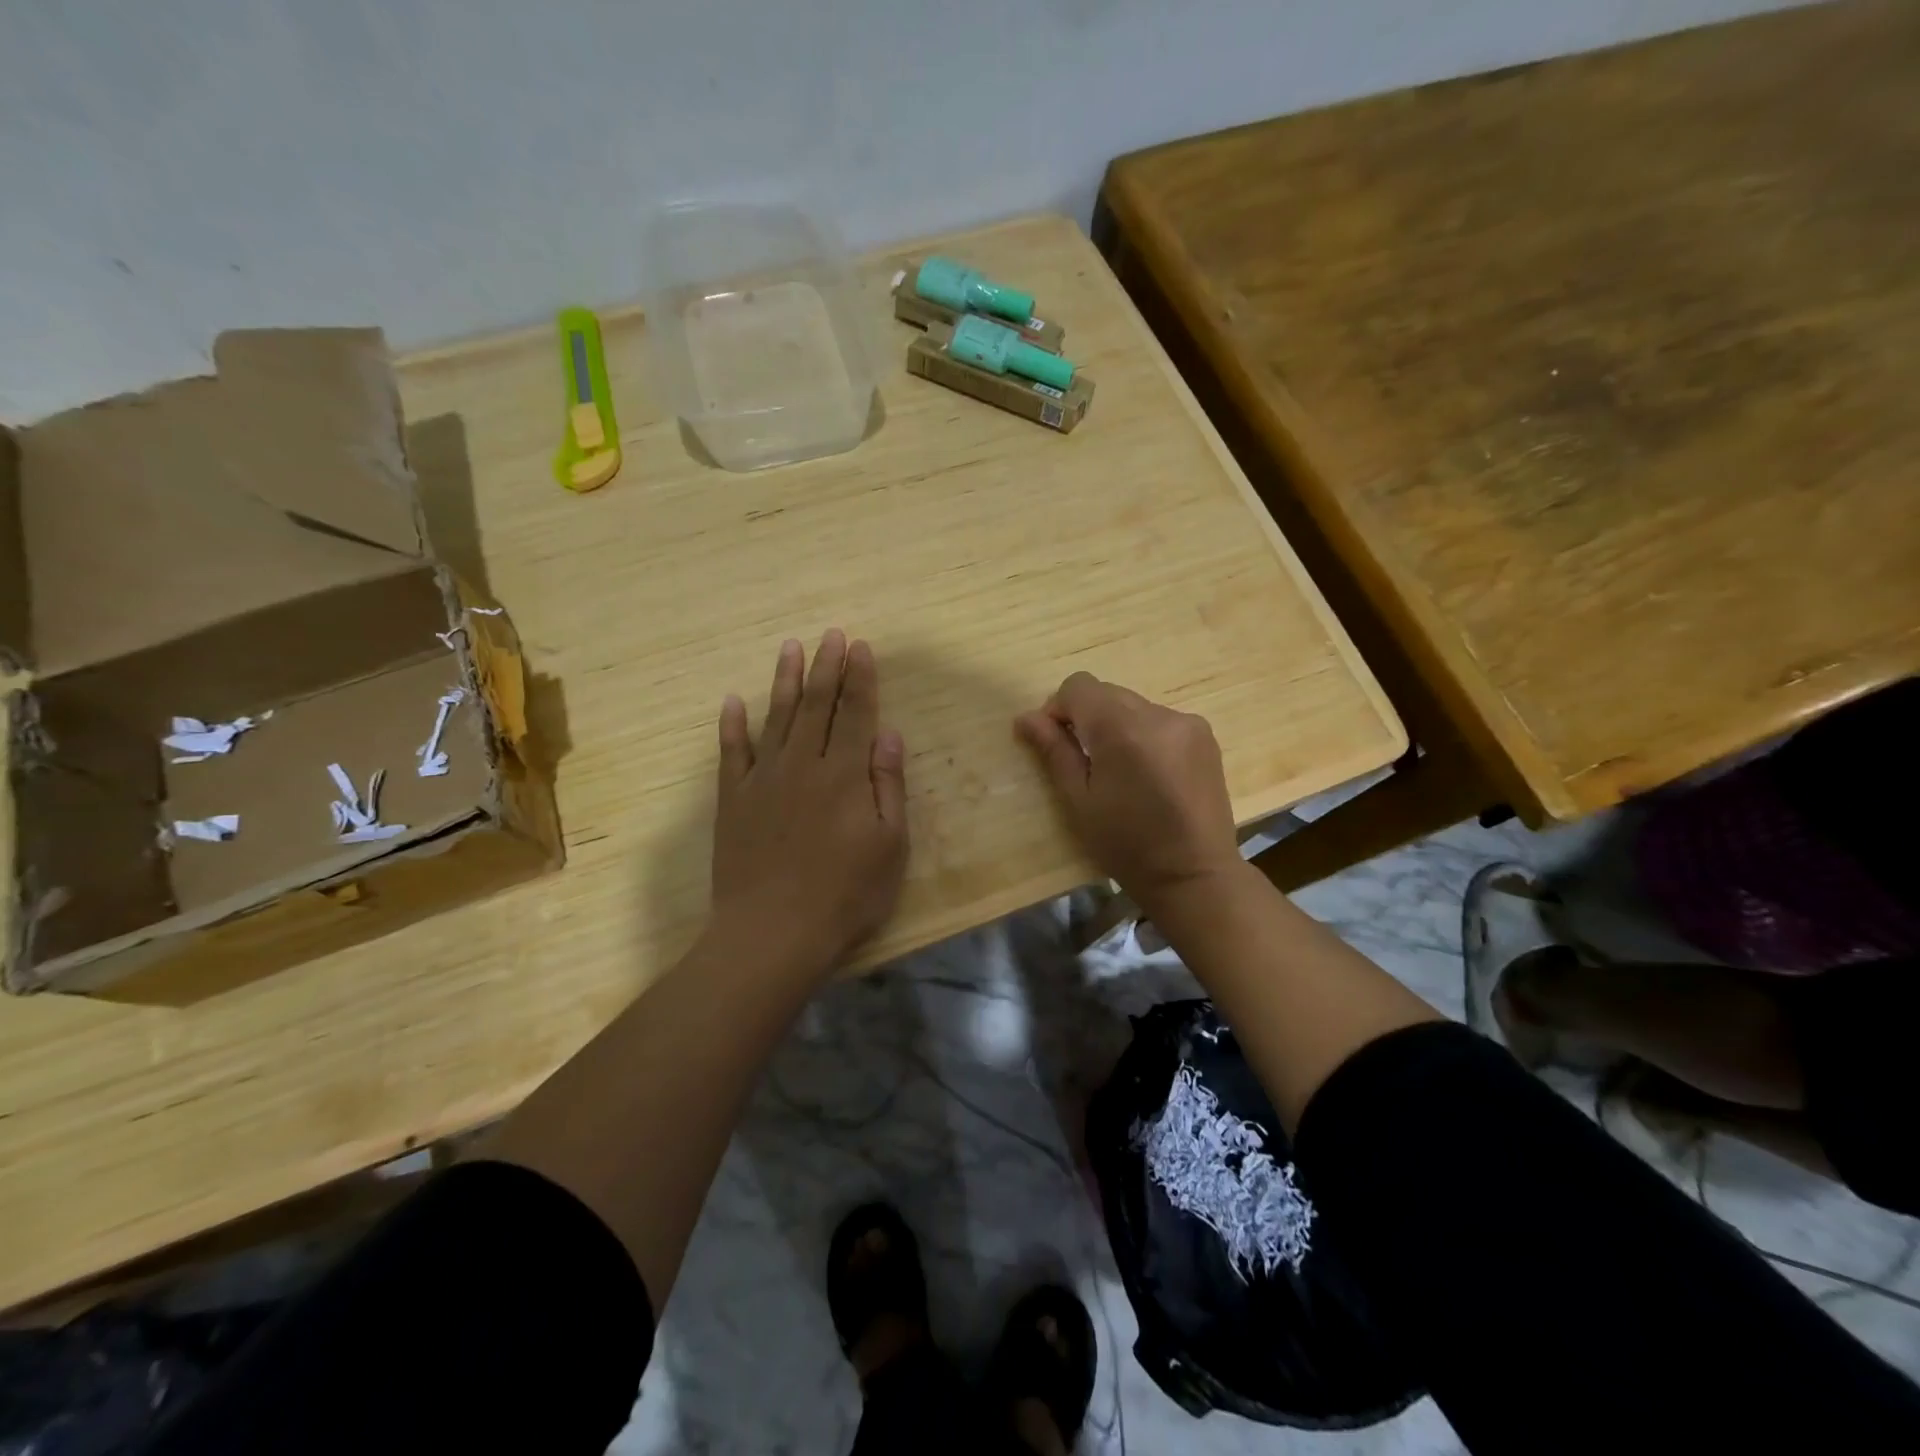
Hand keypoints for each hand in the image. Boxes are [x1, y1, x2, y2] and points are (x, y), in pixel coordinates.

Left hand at [710, 630, 908, 978]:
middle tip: (831, 635)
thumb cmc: (845, 895)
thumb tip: (888, 733)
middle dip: (827, 667)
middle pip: (817, 706)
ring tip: (791, 648)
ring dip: (785, 681)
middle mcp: (803, 765)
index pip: (856, 713)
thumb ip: (888, 785)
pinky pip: (731, 754)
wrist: (772, 933)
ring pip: (777, 718)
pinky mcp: (732, 801)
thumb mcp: (890, 846)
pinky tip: (733, 702)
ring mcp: (763, 780)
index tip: (861, 647)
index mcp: (845, 775)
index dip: (860, 678)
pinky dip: (732, 726)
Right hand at [1015, 672, 1240, 911]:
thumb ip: (1054, 751)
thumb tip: (1025, 717)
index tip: (1056, 742)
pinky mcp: (1205, 736)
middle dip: (1087, 717)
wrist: (1194, 875)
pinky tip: (1148, 774)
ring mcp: (1187, 723)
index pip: (1079, 686)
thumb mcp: (1079, 801)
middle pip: (1107, 693)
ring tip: (1119, 772)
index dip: (1059, 708)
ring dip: (1116, 726)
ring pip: (1133, 706)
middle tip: (1083, 761)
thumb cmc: (1126, 845)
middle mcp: (1158, 714)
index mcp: (1122, 729)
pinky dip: (1144, 736)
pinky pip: (1160, 721)